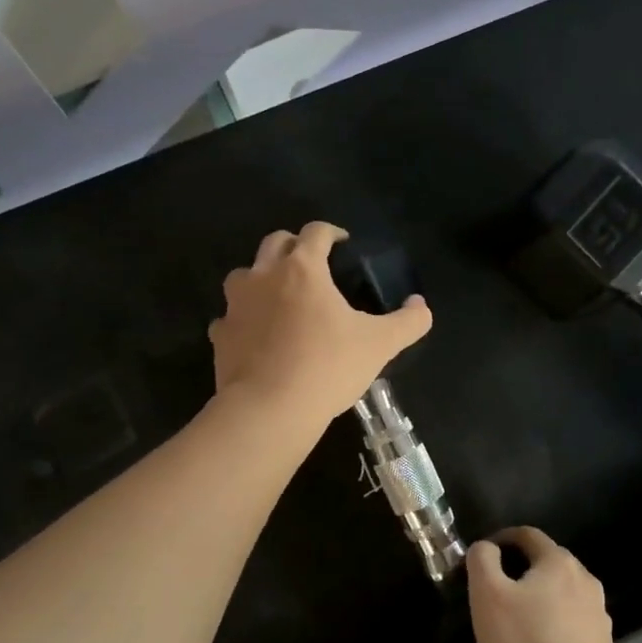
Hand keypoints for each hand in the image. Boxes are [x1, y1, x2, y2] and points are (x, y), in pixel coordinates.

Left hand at [208, 221, 431, 426]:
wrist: (270, 409)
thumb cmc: (328, 367)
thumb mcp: (380, 344)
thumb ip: (408, 321)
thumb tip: (421, 305)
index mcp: (303, 269)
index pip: (316, 232)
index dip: (332, 232)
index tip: (343, 243)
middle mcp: (263, 276)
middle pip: (274, 243)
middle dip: (294, 245)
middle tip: (313, 263)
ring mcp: (235, 305)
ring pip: (243, 275)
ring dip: (261, 277)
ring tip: (279, 296)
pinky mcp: (220, 336)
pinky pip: (229, 317)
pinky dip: (242, 319)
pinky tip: (256, 336)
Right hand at [466, 527, 615, 642]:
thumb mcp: (487, 596)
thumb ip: (482, 560)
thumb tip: (487, 547)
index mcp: (559, 562)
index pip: (528, 535)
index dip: (503, 539)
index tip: (484, 556)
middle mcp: (585, 579)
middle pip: (548, 562)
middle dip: (522, 569)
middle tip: (496, 592)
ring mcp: (599, 613)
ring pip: (563, 593)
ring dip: (541, 597)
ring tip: (518, 620)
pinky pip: (573, 621)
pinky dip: (555, 623)